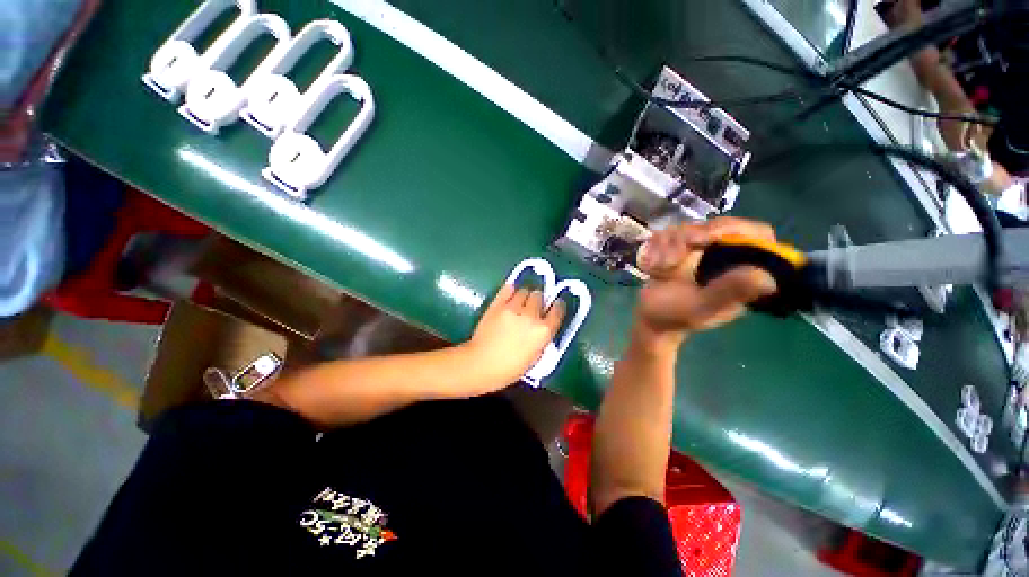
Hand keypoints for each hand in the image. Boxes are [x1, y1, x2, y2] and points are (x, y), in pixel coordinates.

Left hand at [464, 284, 564, 386]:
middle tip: (533, 306)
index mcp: (543, 332)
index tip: (556, 305)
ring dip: (524, 296)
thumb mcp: (534, 358)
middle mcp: (531, 316)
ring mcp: (513, 308)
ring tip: (520, 302)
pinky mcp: (497, 304)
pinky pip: (508, 289)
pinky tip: (510, 295)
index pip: (557, 310)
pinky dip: (510, 291)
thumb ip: (541, 339)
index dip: (558, 306)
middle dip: (538, 300)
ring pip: (524, 291)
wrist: (481, 365)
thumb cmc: (509, 369)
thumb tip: (542, 327)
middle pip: (539, 296)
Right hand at [634, 217, 777, 340]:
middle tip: (673, 258)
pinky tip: (651, 265)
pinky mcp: (680, 248)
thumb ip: (728, 292)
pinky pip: (669, 233)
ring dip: (668, 245)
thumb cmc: (674, 316)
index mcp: (742, 272)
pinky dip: (656, 246)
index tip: (708, 237)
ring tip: (660, 268)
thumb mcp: (701, 307)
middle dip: (690, 237)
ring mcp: (701, 251)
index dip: (737, 229)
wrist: (647, 317)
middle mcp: (725, 257)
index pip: (758, 235)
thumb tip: (768, 278)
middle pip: (717, 226)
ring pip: (689, 227)